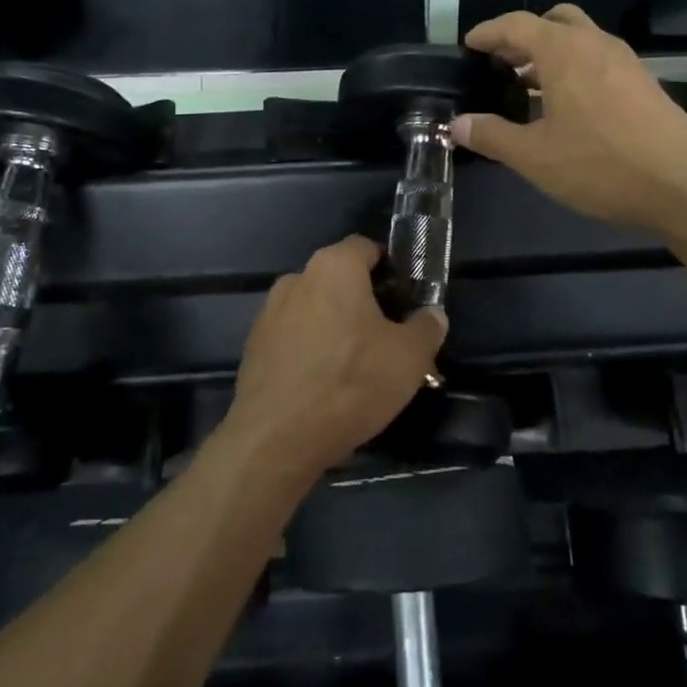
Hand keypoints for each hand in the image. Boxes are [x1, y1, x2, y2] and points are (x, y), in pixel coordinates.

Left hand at [227, 236, 447, 477]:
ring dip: (336, 328)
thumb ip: (427, 327)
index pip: (365, 248)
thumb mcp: (409, 357)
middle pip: (339, 280)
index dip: (390, 268)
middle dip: (364, 302)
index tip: (406, 298)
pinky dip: (311, 351)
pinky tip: (325, 385)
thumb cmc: (351, 383)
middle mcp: (296, 279)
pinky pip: (293, 338)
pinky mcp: (254, 347)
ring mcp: (269, 313)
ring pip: (315, 310)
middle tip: (389, 337)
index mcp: (334, 267)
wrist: (276, 439)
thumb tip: (432, 315)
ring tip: (358, 367)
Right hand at [454, 4, 686, 236]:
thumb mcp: (535, 156)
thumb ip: (492, 135)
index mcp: (564, 51)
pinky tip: (566, 107)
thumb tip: (457, 125)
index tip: (470, 45)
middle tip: (501, 63)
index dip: (489, 32)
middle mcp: (596, 44)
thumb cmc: (600, 165)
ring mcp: (625, 61)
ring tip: (527, 86)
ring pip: (580, 40)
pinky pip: (598, 60)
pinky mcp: (643, 82)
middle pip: (553, 21)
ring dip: (550, 54)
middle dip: (523, 36)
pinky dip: (575, 68)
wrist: (682, 185)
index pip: (517, 24)